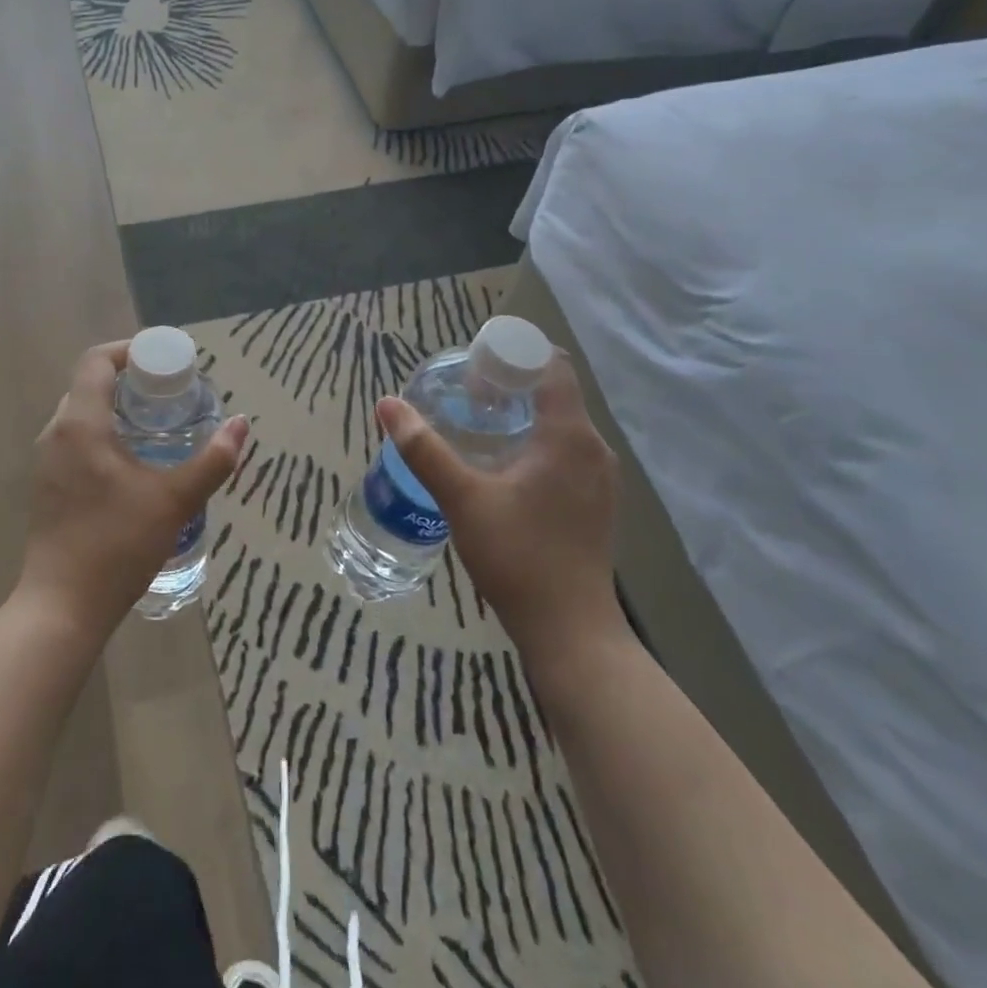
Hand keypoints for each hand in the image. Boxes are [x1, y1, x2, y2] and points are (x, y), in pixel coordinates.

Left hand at [22, 340, 249, 638]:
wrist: (63, 607)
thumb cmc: (117, 545)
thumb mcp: (175, 500)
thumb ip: (213, 460)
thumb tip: (241, 424)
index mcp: (81, 424)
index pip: (97, 361)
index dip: (130, 351)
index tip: (164, 362)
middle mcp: (56, 433)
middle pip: (89, 385)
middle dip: (129, 380)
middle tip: (169, 394)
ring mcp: (47, 461)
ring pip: (81, 414)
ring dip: (115, 409)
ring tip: (156, 425)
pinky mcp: (47, 486)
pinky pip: (75, 441)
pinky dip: (103, 434)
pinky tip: (132, 463)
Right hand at [376, 352, 621, 662]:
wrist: (571, 632)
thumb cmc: (518, 556)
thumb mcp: (462, 498)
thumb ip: (424, 448)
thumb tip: (387, 403)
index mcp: (570, 436)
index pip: (550, 365)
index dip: (512, 354)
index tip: (473, 364)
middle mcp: (593, 449)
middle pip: (554, 392)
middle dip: (509, 383)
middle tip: (463, 395)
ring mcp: (599, 478)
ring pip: (559, 423)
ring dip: (520, 414)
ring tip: (475, 425)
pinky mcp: (595, 503)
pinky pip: (565, 451)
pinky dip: (534, 441)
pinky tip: (501, 466)